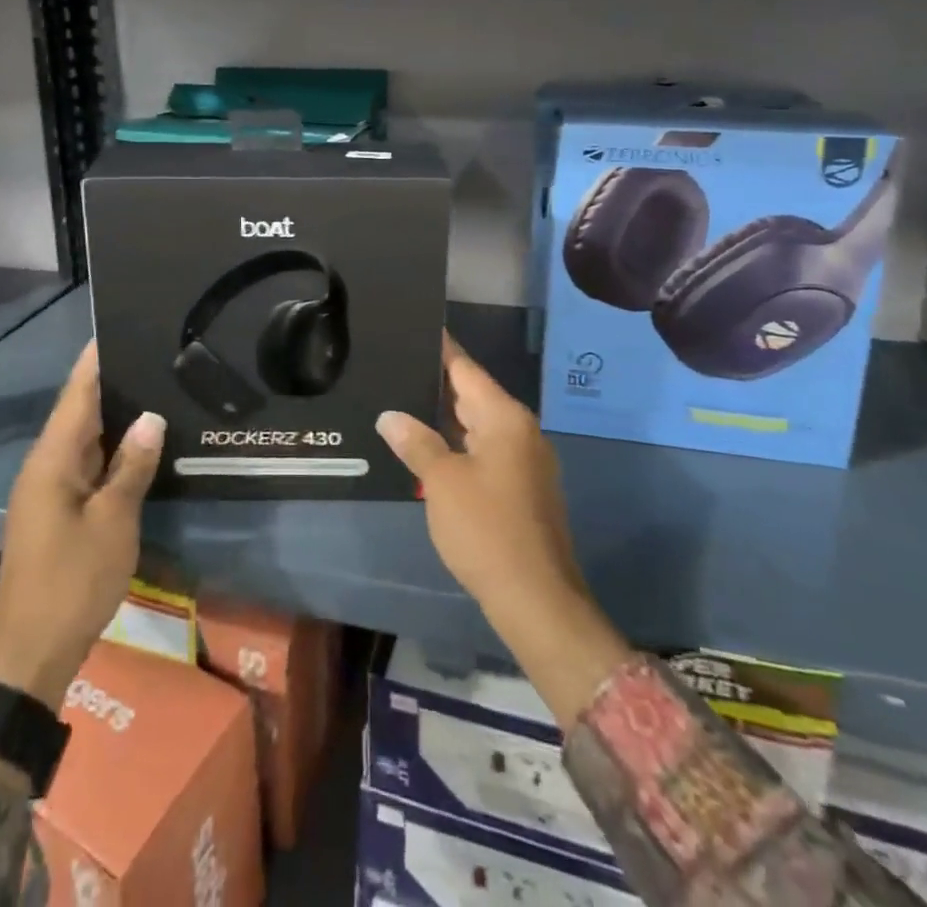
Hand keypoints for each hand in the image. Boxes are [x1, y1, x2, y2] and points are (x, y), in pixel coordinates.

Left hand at [0, 342, 164, 710]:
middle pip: (78, 411)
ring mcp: (46, 492)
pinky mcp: (54, 513)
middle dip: (110, 382)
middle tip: (152, 355)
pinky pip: (83, 466)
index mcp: (52, 460)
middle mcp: (44, 466)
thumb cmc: (72, 582)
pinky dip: (108, 450)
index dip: (96, 360)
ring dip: (112, 417)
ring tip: (152, 389)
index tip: (120, 327)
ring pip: (82, 440)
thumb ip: (132, 466)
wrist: (29, 656)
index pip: (77, 393)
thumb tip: (150, 417)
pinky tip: (136, 446)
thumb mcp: (113, 523)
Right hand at [376, 333, 630, 723]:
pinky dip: (456, 442)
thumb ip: (416, 441)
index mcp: (504, 417)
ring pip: (476, 423)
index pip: (465, 368)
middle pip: (471, 393)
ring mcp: (523, 459)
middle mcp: (519, 429)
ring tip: (399, 400)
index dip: (438, 348)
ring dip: (442, 416)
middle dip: (434, 382)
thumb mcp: (441, 481)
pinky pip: (483, 449)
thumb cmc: (486, 529)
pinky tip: (425, 445)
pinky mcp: (520, 486)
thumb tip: (390, 415)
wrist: (536, 599)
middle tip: (393, 364)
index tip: (412, 326)